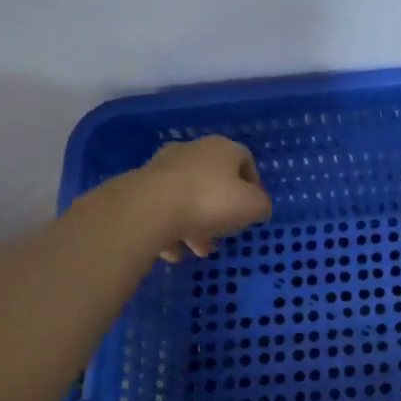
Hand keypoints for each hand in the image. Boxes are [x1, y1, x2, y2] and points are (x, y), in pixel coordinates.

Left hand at [134, 135, 272, 260]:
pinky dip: (169, 230)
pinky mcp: (139, 188)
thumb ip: (261, 205)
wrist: (149, 209)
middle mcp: (191, 151)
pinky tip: (173, 252)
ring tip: (198, 250)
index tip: (253, 209)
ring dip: (195, 224)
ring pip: (186, 197)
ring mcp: (162, 168)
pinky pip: (161, 210)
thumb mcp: (253, 207)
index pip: (245, 160)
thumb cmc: (210, 201)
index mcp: (222, 148)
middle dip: (220, 210)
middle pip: (213, 180)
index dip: (253, 185)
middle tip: (224, 234)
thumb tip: (258, 206)